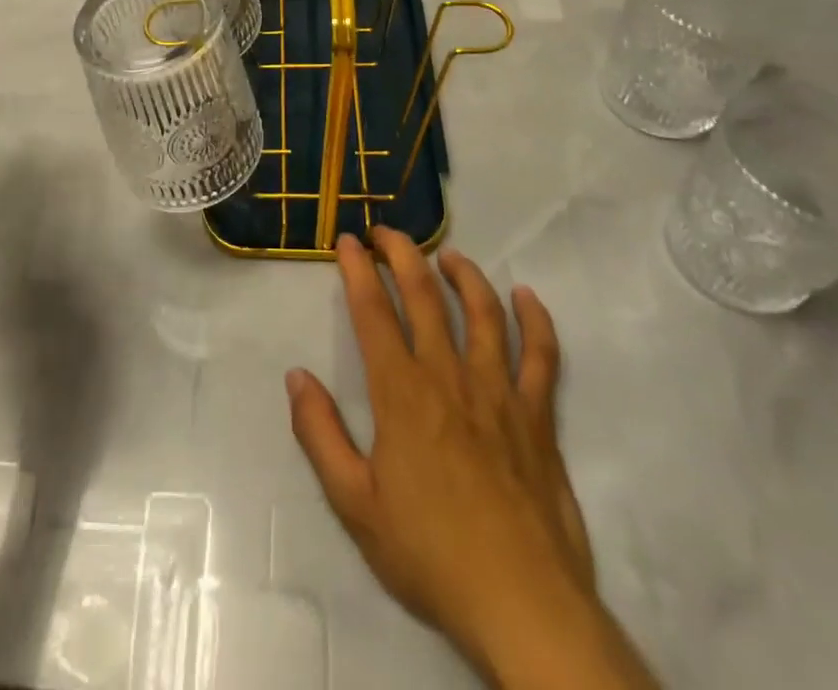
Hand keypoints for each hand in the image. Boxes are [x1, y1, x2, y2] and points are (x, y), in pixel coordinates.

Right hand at [286, 228, 653, 689]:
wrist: (522, 605)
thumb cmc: (430, 554)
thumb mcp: (354, 504)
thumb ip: (320, 435)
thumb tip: (296, 376)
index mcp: (401, 393)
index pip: (373, 312)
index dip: (358, 270)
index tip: (348, 241)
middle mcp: (449, 376)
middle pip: (425, 295)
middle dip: (402, 254)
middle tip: (387, 232)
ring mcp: (499, 391)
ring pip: (482, 312)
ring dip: (463, 274)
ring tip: (447, 254)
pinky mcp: (538, 415)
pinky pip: (541, 355)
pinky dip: (536, 320)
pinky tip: (526, 296)